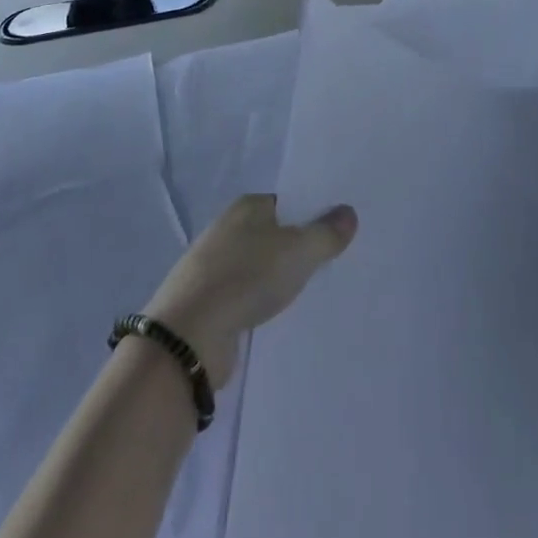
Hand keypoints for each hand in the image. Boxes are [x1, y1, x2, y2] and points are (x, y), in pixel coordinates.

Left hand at [143, 195, 357, 387]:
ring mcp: (215, 267)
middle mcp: (228, 229)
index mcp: (247, 207)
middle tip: (337, 265)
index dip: (314, 215)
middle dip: (301, 249)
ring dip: (282, 280)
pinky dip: (265, 304)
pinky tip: (284, 318)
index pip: (288, 203)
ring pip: (261, 268)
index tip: (340, 233)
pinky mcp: (210, 302)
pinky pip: (248, 296)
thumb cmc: (246, 277)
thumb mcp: (298, 251)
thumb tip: (348, 212)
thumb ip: (325, 233)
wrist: (190, 334)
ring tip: (317, 295)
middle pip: (275, 235)